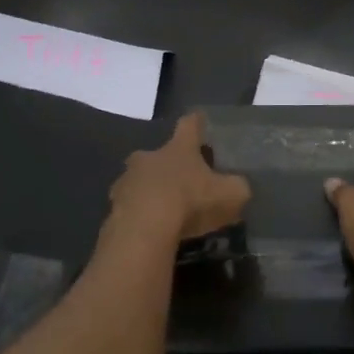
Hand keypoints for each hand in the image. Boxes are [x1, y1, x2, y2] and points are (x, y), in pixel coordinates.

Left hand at [110, 112, 250, 244]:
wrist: (142, 231)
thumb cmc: (188, 202)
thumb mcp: (229, 195)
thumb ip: (237, 188)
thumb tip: (240, 187)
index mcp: (178, 148)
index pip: (189, 124)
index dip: (197, 123)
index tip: (200, 122)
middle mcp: (149, 157)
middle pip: (158, 153)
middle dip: (168, 164)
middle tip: (180, 180)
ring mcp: (127, 181)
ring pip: (139, 180)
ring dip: (149, 190)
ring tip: (162, 211)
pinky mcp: (112, 208)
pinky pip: (128, 207)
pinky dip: (138, 215)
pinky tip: (148, 231)